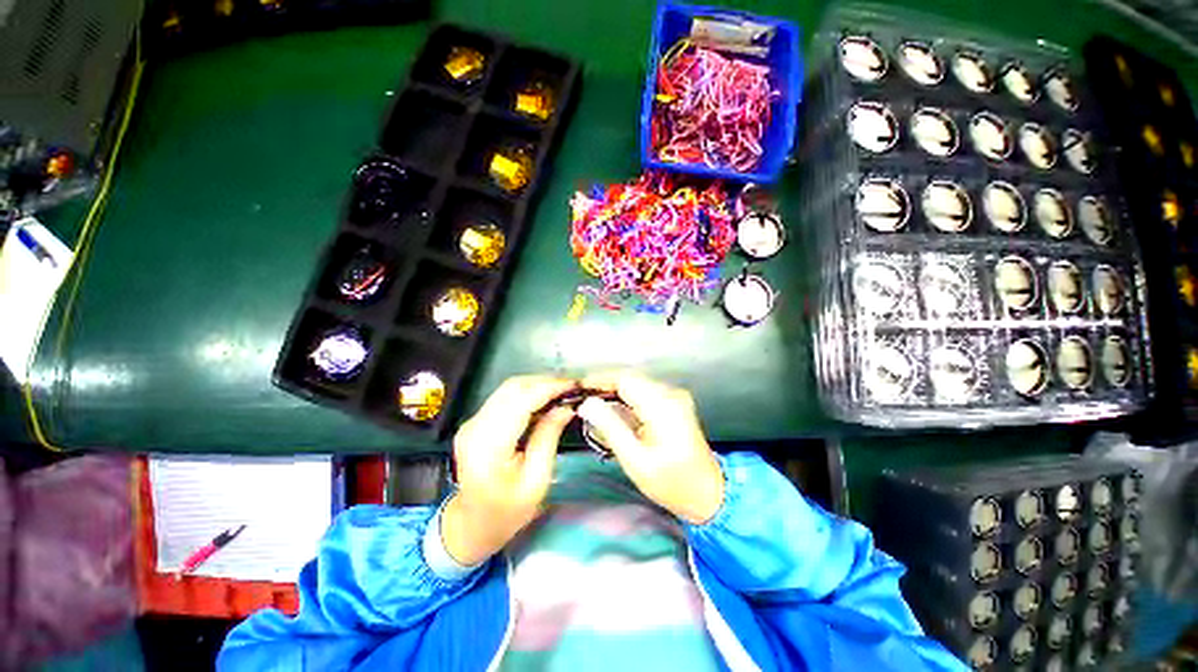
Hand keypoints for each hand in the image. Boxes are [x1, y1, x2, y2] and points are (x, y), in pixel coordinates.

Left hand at [441, 376, 576, 565]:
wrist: (471, 525)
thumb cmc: (508, 511)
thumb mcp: (537, 479)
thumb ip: (549, 437)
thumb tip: (566, 406)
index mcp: (489, 447)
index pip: (521, 402)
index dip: (549, 388)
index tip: (574, 385)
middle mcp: (475, 427)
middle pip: (512, 388)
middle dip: (545, 382)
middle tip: (571, 388)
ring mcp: (472, 422)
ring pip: (508, 389)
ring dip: (537, 385)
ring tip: (562, 392)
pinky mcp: (475, 422)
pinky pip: (504, 398)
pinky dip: (526, 393)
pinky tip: (544, 400)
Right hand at [579, 371, 723, 524]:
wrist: (708, 494)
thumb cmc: (671, 483)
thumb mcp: (635, 460)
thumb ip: (610, 427)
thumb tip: (587, 404)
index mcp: (663, 405)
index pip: (625, 380)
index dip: (599, 380)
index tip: (578, 388)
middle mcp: (671, 394)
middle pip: (630, 380)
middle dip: (604, 387)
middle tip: (582, 401)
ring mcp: (674, 397)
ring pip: (636, 386)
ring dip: (614, 394)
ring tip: (593, 408)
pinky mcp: (674, 404)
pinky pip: (644, 394)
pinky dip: (626, 401)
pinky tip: (614, 414)